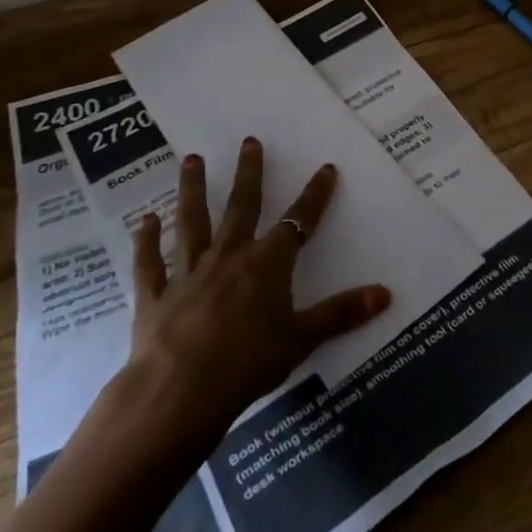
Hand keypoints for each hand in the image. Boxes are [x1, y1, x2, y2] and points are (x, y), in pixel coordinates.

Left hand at [122, 137, 391, 450]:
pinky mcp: (155, 296)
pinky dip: (146, 241)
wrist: (180, 390)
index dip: (316, 196)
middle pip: (241, 206)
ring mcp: (189, 272)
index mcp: (268, 264)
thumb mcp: (303, 338)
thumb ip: (341, 314)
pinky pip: (150, 263)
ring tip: (191, 160)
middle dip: (249, 173)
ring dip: (192, 190)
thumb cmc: (249, 362)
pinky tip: (144, 221)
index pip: (299, 222)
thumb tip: (386, 293)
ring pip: (192, 222)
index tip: (326, 169)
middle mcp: (229, 256)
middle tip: (248, 141)